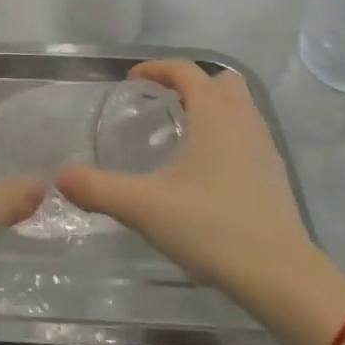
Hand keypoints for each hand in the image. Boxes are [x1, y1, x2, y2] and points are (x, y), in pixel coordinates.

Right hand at [58, 60, 313, 302]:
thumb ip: (100, 189)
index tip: (132, 79)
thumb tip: (62, 178)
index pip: (185, 70)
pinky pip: (248, 137)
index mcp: (214, 112)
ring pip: (239, 109)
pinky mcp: (276, 176)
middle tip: (163, 103)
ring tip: (183, 135)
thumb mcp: (145, 207)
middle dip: (192, 84)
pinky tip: (208, 171)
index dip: (156, 68)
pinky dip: (226, 137)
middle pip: (220, 82)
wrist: (282, 276)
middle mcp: (243, 119)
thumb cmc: (212, 226)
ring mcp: (265, 147)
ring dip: (212, 110)